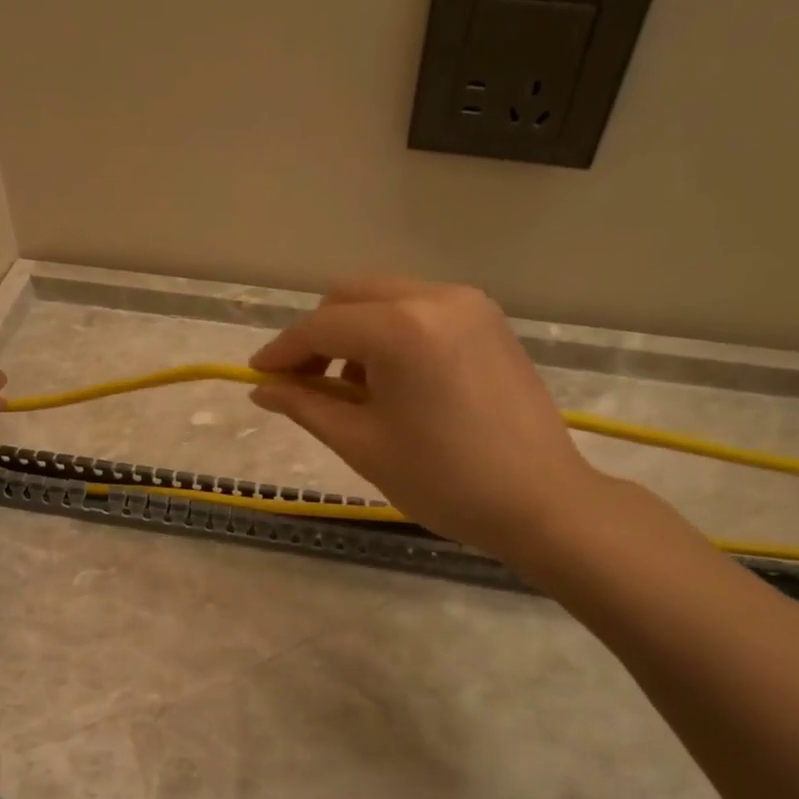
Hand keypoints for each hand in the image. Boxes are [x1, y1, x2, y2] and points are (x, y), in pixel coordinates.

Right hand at [248, 278, 603, 560]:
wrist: (541, 502)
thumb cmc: (443, 480)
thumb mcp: (362, 444)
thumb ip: (305, 405)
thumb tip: (262, 390)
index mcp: (402, 329)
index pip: (320, 327)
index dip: (282, 352)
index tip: (258, 378)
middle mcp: (435, 297)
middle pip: (349, 296)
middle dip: (316, 335)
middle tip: (303, 383)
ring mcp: (468, 303)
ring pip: (383, 297)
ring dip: (353, 332)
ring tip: (350, 387)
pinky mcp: (488, 319)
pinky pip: (419, 308)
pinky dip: (390, 332)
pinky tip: (392, 379)